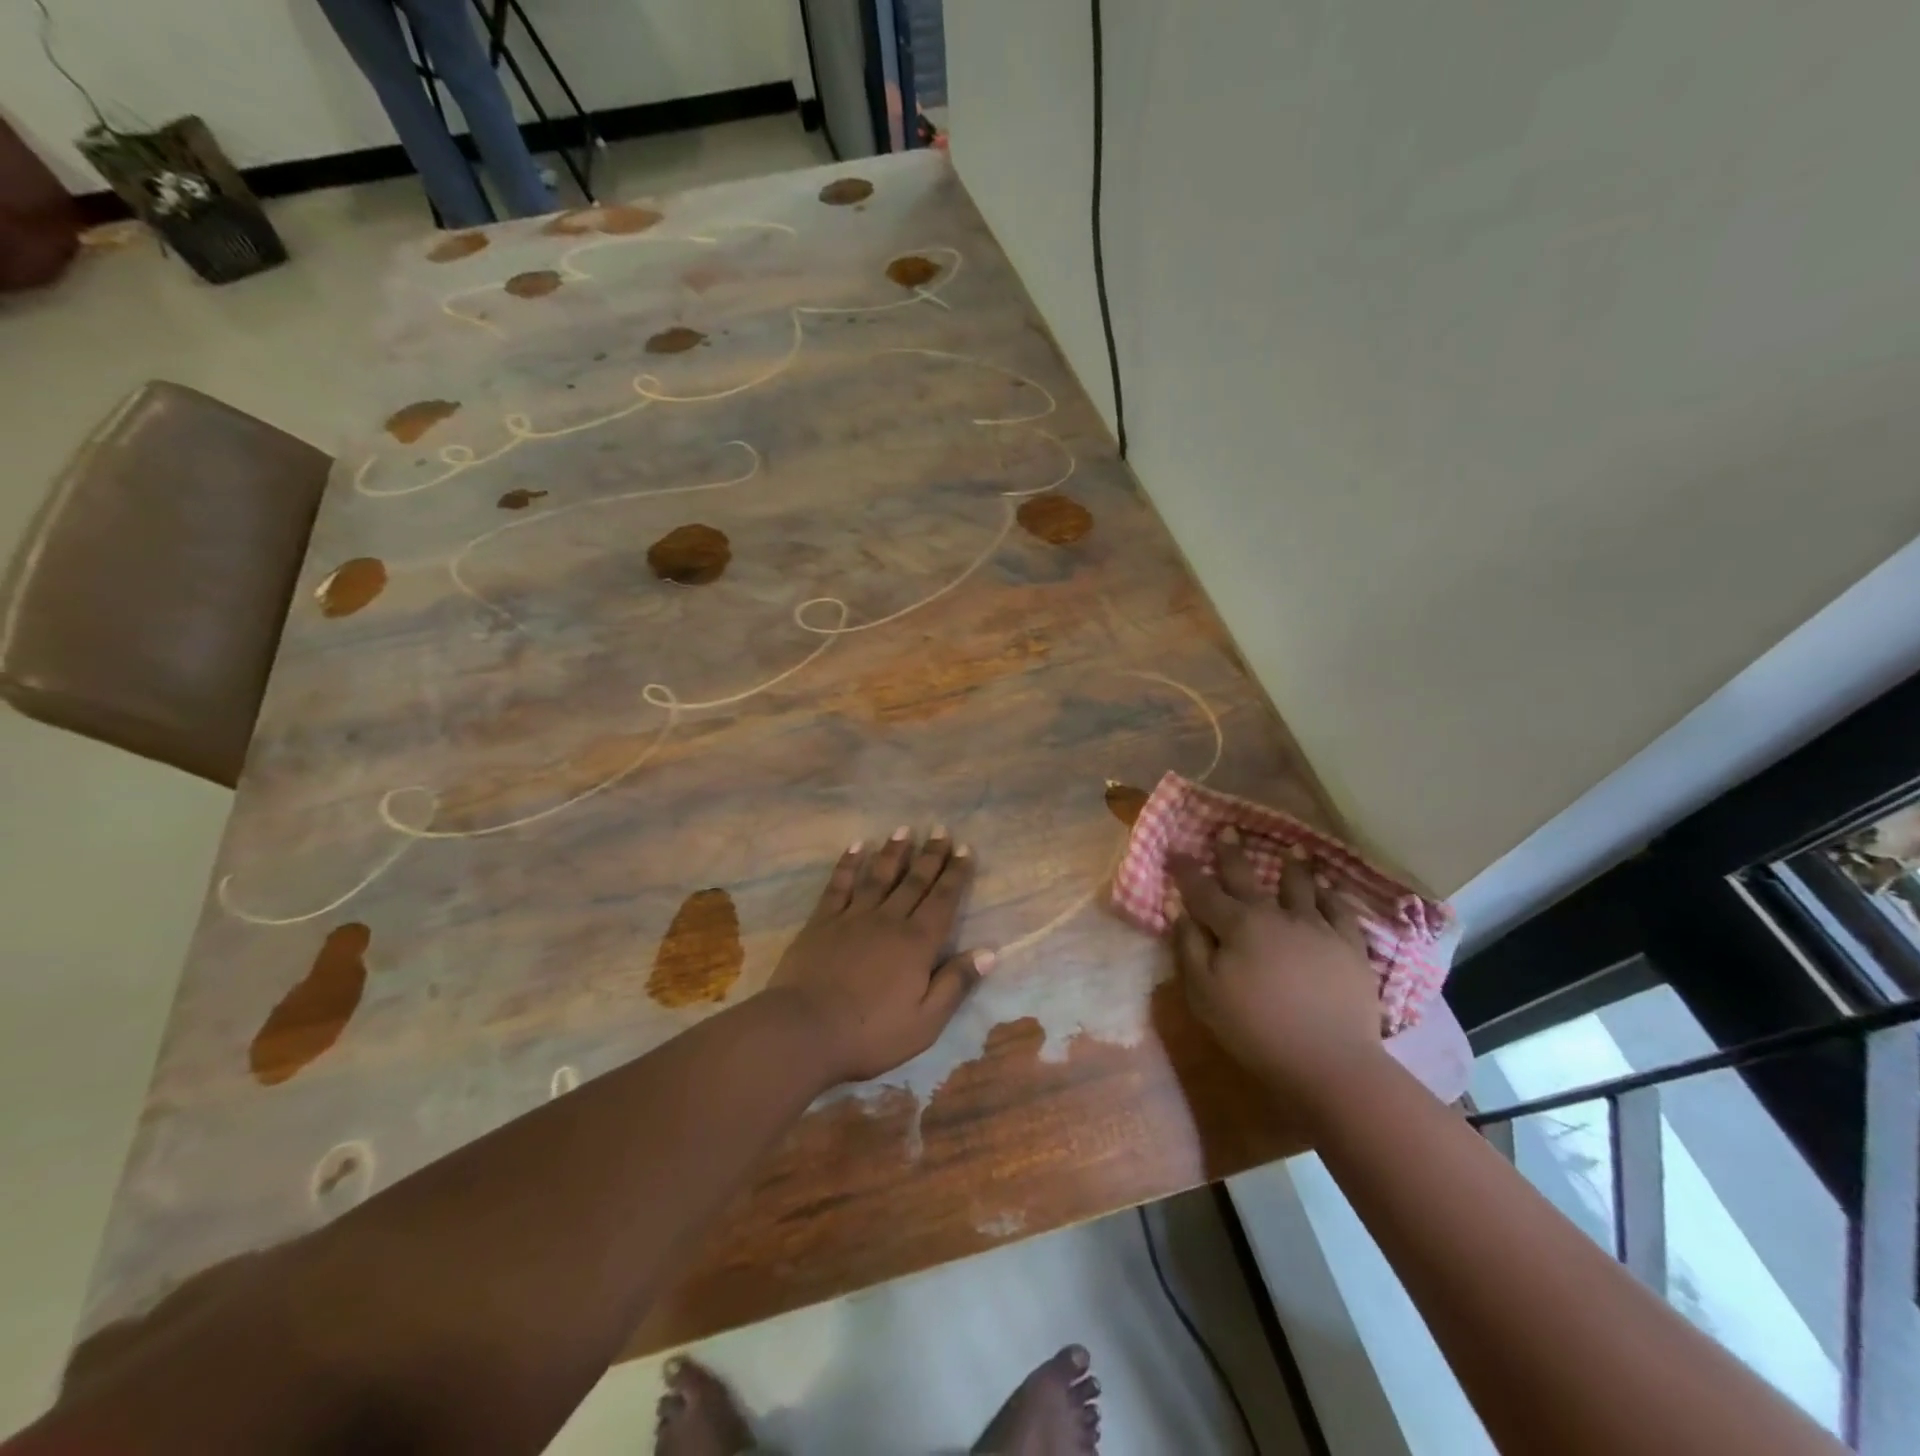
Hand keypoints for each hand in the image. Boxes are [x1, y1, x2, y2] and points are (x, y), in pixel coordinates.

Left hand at [765, 827, 991, 1084]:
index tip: (964, 848)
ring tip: (904, 829)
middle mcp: (888, 920)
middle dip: (930, 855)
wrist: (804, 1030)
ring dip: (893, 852)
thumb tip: (989, 952)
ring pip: (878, 876)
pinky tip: (856, 846)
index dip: (955, 874)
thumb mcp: (925, 1022)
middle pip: (914, 881)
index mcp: (917, 943)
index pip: (943, 900)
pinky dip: (848, 864)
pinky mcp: (822, 922)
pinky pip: (839, 885)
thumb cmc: (870, 1033)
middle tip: (940, 829)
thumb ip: (956, 984)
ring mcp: (852, 917)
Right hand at [1170, 829, 1386, 1100]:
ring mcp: (1316, 928)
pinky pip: (1340, 911)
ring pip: (1301, 886)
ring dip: (1293, 866)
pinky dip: (1333, 895)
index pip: (1203, 890)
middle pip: (1248, 877)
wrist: (1329, 1061)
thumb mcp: (1204, 994)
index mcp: (1237, 926)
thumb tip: (1182, 914)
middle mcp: (1275, 915)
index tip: (1175, 851)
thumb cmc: (1256, 1030)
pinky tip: (1330, 889)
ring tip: (1294, 849)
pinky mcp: (1350, 947)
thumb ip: (1190, 949)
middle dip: (1232, 853)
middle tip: (1228, 829)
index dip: (1186, 870)